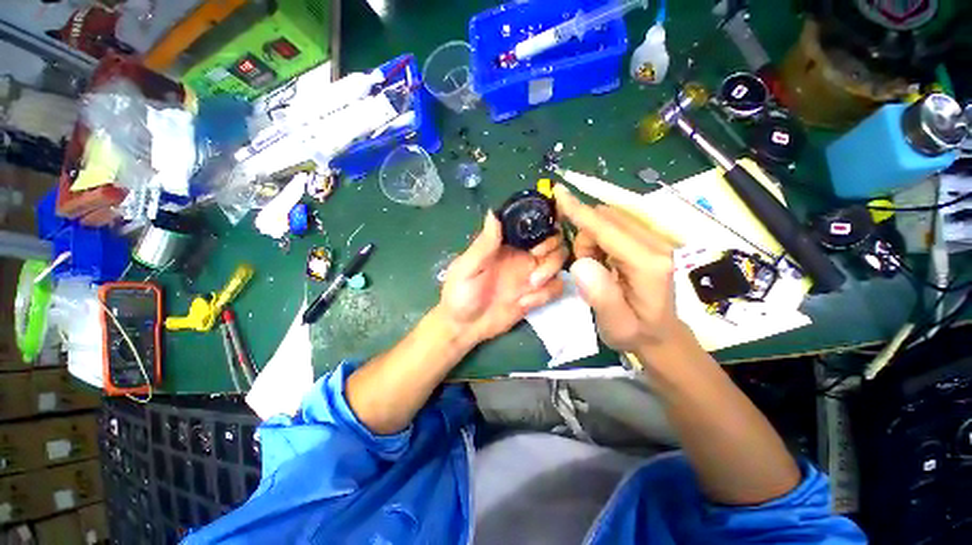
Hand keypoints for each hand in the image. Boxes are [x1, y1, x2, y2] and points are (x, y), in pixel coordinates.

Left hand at [438, 212, 567, 346]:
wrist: (465, 327)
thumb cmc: (460, 294)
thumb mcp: (467, 268)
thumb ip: (484, 244)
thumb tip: (493, 213)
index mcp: (506, 244)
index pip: (532, 225)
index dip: (542, 225)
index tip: (536, 238)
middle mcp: (522, 255)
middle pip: (553, 240)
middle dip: (551, 248)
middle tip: (536, 260)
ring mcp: (531, 275)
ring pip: (559, 261)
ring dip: (551, 270)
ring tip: (531, 285)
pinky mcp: (536, 295)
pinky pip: (556, 287)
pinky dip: (547, 293)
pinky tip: (525, 302)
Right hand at [554, 184, 692, 354]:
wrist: (659, 334)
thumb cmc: (635, 332)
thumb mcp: (615, 324)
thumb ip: (600, 294)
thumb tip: (581, 263)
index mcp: (648, 264)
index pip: (608, 229)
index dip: (580, 211)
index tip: (559, 193)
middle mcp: (656, 244)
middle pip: (607, 218)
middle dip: (585, 236)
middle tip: (585, 266)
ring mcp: (654, 240)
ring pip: (609, 220)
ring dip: (591, 239)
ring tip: (596, 268)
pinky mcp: (648, 240)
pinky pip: (614, 226)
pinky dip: (599, 240)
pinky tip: (604, 261)